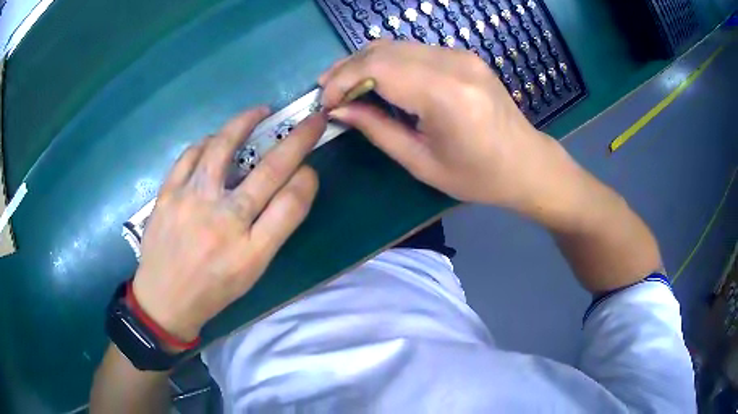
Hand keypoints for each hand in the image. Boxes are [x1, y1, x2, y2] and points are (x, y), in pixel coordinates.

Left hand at [132, 108, 324, 341]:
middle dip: (298, 140)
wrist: (164, 300)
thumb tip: (292, 184)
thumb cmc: (213, 290)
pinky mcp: (168, 195)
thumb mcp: (251, 271)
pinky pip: (191, 155)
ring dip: (246, 123)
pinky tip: (216, 140)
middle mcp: (223, 223)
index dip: (307, 180)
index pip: (291, 205)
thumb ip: (273, 229)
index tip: (311, 167)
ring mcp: (191, 204)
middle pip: (269, 171)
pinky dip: (208, 141)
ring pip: (223, 149)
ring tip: (260, 111)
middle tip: (311, 121)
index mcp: (251, 252)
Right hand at [319, 40, 563, 211]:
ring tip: (344, 84)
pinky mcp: (463, 55)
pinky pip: (414, 49)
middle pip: (384, 50)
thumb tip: (339, 110)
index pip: (378, 68)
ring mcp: (461, 55)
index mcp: (445, 95)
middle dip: (347, 68)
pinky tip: (377, 78)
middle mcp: (453, 64)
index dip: (343, 80)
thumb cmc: (478, 176)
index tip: (325, 102)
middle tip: (327, 90)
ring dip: (364, 61)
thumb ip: (377, 130)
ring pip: (396, 45)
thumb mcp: (421, 163)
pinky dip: (388, 61)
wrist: (526, 163)